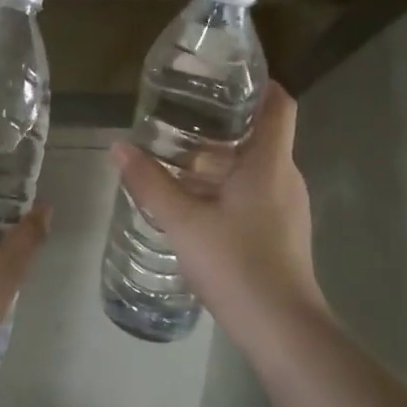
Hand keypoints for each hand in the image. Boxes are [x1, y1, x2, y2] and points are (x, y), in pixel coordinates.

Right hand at [110, 82, 325, 347]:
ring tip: (180, 157)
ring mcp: (288, 206)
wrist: (282, 330)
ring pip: (256, 166)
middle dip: (224, 123)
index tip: (226, 76)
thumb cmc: (236, 263)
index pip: (279, 104)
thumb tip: (118, 146)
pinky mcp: (284, 231)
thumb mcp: (183, 221)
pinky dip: (229, 185)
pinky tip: (196, 201)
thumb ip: (149, 182)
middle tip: (183, 116)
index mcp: (270, 162)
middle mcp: (285, 177)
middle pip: (261, 134)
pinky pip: (257, 191)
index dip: (260, 83)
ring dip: (222, 158)